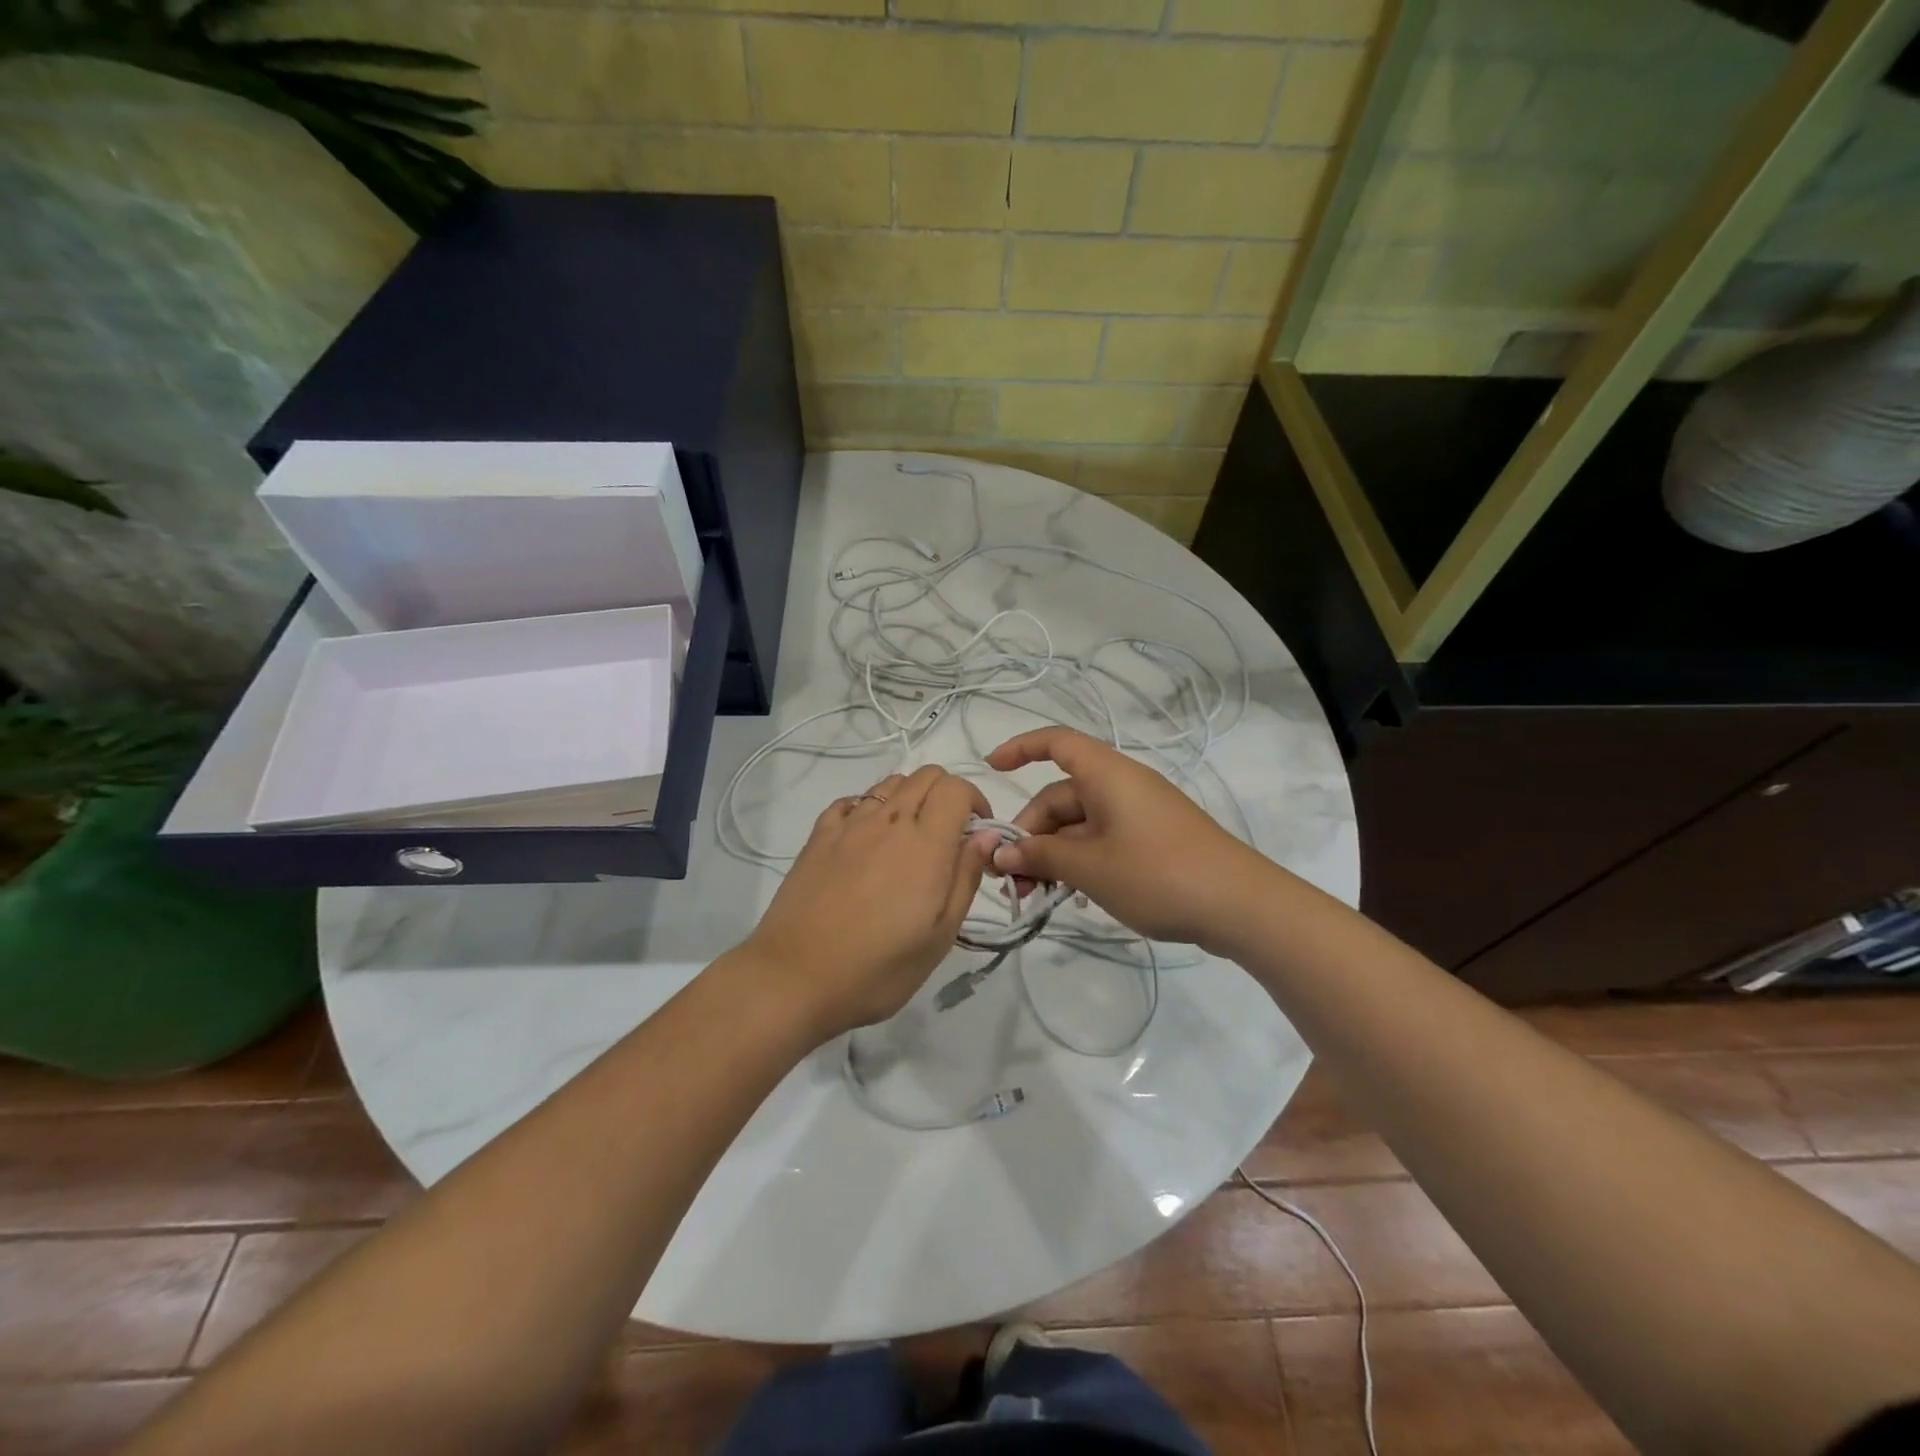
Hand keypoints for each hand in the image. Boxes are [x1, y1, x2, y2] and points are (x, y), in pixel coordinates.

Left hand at [740, 765, 996, 1041]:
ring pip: (889, 783)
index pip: (956, 788)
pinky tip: (867, 838)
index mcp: (925, 844)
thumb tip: (986, 835)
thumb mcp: (940, 936)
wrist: (794, 978)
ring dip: (910, 797)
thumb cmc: (877, 968)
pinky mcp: (818, 836)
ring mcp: (849, 825)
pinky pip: (851, 801)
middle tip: (949, 834)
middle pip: (925, 775)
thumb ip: (966, 877)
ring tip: (910, 838)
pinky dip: (869, 807)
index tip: (977, 832)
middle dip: (947, 793)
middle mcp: (888, 821)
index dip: (975, 800)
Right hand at [985, 728, 1272, 950]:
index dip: (1020, 748)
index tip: (991, 769)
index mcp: (1106, 774)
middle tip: (1013, 879)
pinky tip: (1073, 895)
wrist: (1240, 905)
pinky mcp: (1153, 840)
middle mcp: (1121, 785)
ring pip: (1080, 824)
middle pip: (1061, 796)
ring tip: (1038, 895)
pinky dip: (1081, 861)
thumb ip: (1042, 856)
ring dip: (1054, 854)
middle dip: (1032, 834)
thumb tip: (1003, 852)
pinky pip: (1103, 840)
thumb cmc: (1157, 873)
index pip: (1056, 743)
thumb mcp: (1090, 867)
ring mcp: (1140, 813)